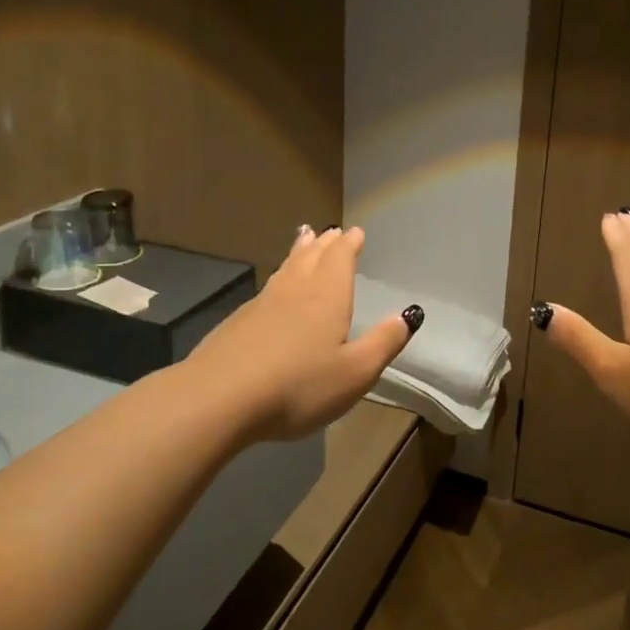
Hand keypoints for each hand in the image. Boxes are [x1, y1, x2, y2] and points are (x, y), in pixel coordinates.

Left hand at [185, 224, 419, 441]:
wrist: (220, 398)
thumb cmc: (299, 386)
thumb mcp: (355, 372)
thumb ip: (384, 343)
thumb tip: (409, 315)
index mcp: (327, 297)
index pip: (340, 259)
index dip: (349, 245)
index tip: (354, 232)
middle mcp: (295, 291)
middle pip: (311, 257)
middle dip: (324, 244)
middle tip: (330, 231)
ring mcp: (261, 304)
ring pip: (286, 269)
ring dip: (298, 253)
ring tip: (304, 240)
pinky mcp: (236, 323)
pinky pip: (267, 289)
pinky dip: (278, 279)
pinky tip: (274, 291)